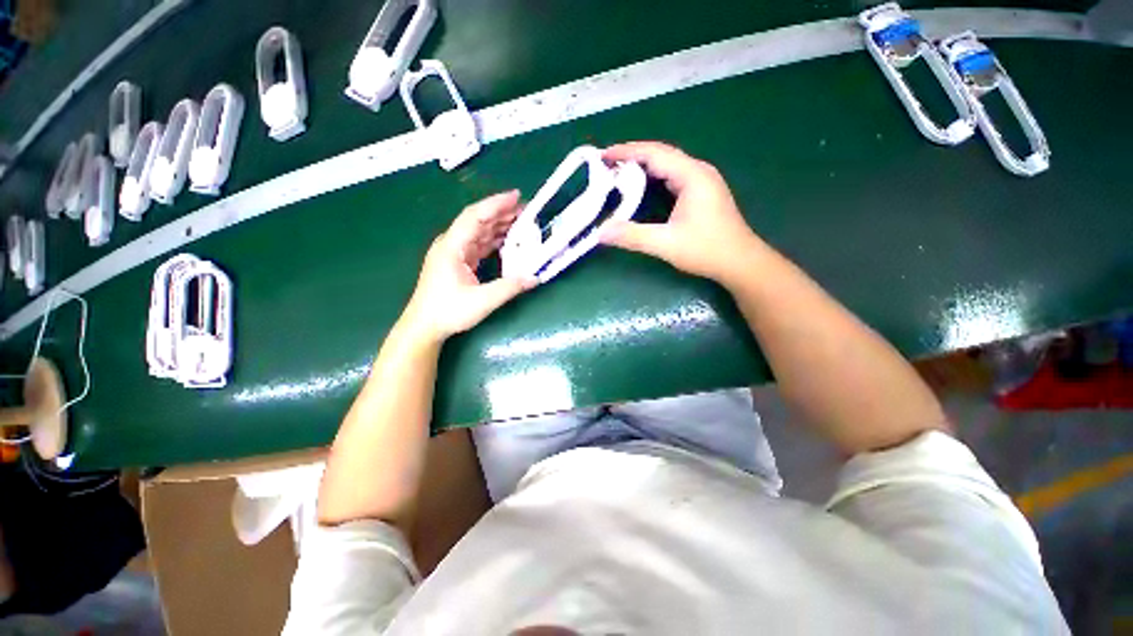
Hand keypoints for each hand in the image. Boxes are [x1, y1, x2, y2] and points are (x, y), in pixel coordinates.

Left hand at [402, 191, 535, 343]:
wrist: (425, 326)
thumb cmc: (448, 312)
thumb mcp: (482, 301)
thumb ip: (509, 287)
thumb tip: (535, 277)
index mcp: (452, 247)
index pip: (475, 216)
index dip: (496, 204)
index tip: (517, 196)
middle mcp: (452, 244)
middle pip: (478, 221)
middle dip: (502, 213)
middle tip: (527, 210)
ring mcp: (454, 253)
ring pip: (479, 232)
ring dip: (500, 226)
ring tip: (522, 223)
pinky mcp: (458, 262)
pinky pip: (479, 244)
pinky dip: (495, 240)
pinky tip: (509, 240)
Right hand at [600, 142, 761, 286]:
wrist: (740, 262)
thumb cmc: (707, 250)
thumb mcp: (666, 244)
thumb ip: (633, 236)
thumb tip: (601, 233)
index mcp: (692, 176)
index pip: (655, 153)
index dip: (627, 152)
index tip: (603, 156)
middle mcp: (698, 171)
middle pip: (661, 154)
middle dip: (633, 155)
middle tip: (606, 164)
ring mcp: (703, 180)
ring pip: (668, 164)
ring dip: (643, 165)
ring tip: (619, 171)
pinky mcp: (702, 192)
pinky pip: (673, 175)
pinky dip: (654, 176)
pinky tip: (642, 185)